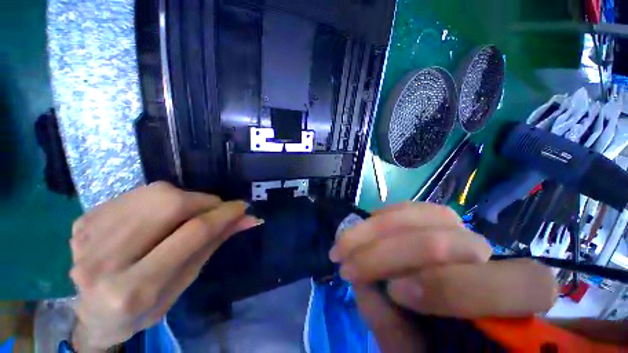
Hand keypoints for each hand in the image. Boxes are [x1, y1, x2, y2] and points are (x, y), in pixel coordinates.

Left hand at [69, 182, 260, 350]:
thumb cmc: (146, 307)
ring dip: (185, 198)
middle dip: (203, 201)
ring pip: (154, 194)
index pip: (192, 233)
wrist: (93, 314)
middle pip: (169, 205)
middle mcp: (105, 259)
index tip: (242, 207)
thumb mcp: (185, 281)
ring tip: (190, 213)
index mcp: (134, 289)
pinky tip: (160, 216)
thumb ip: (214, 243)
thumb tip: (247, 218)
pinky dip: (160, 199)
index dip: (223, 214)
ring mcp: (88, 235)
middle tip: (216, 208)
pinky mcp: (84, 220)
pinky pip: (137, 194)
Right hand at [330, 202, 557, 351]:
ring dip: (378, 228)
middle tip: (347, 262)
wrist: (440, 326)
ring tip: (344, 242)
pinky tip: (362, 227)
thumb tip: (365, 288)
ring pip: (432, 214)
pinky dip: (383, 217)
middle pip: (456, 240)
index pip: (518, 285)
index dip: (450, 286)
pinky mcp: (437, 221)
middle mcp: (497, 262)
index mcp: (515, 308)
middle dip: (391, 251)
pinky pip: (414, 208)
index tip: (394, 291)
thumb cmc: (434, 347)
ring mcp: (465, 234)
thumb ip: (394, 330)